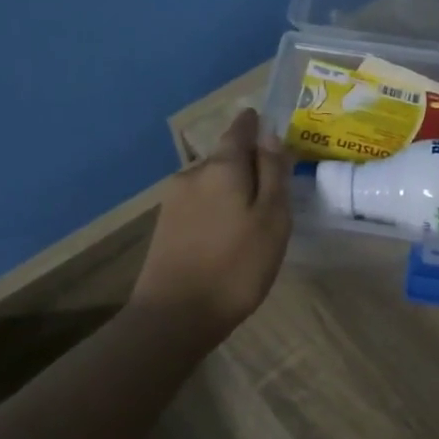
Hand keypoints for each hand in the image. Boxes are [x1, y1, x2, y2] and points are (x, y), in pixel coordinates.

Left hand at [132, 108, 291, 338]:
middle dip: (247, 164)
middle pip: (225, 157)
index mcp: (222, 167)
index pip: (239, 129)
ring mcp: (174, 200)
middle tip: (273, 184)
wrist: (175, 315)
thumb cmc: (236, 265)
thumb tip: (269, 133)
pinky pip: (200, 203)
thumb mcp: (272, 218)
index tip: (268, 123)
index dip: (255, 124)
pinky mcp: (165, 226)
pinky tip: (228, 233)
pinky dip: (217, 208)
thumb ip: (272, 172)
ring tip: (254, 215)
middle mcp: (193, 174)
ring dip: (232, 189)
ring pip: (212, 182)